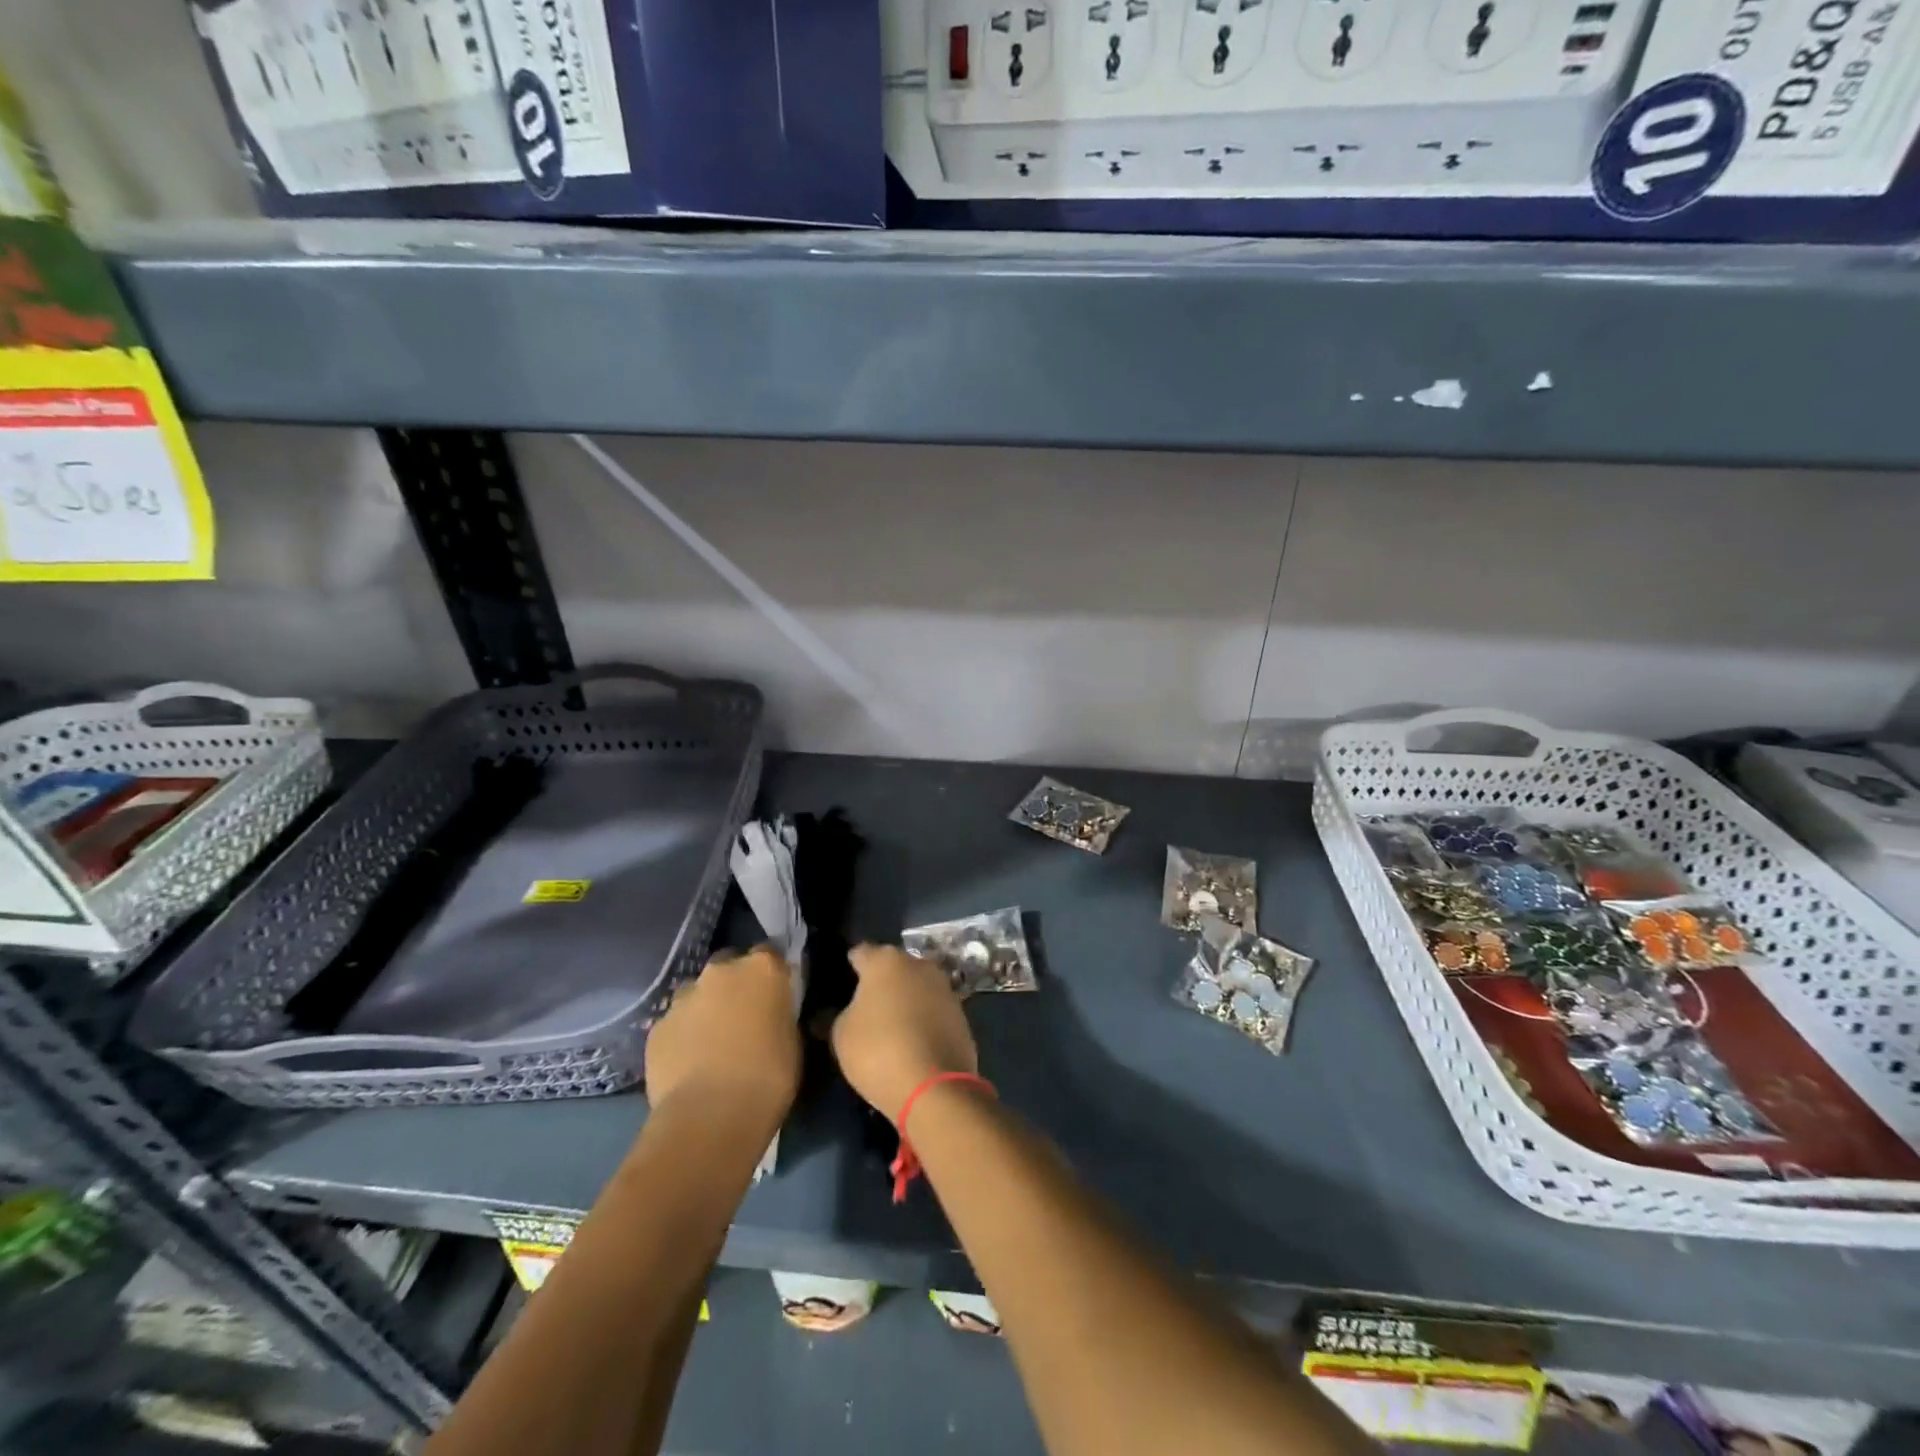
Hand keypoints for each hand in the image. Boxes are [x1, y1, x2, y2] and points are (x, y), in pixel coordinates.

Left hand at [645, 947, 799, 1122]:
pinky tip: (690, 1064)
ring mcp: (683, 998)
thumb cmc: (769, 1076)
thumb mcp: (792, 1039)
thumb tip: (772, 1014)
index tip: (777, 992)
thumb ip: (780, 1014)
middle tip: (744, 1016)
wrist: (710, 1117)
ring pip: (697, 993)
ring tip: (713, 1043)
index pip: (770, 952)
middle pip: (729, 965)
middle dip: (735, 984)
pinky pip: (675, 1024)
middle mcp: (720, 972)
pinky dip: (683, 1036)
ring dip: (706, 1008)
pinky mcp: (657, 1028)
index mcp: (762, 969)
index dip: (772, 972)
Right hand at [830, 943, 977, 1119]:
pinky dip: (922, 1018)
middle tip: (865, 1005)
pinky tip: (912, 1040)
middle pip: (892, 967)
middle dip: (880, 982)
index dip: (849, 966)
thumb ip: (836, 1016)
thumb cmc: (878, 1051)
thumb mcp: (841, 1035)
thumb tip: (831, 1013)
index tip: (841, 982)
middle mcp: (918, 964)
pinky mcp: (961, 1013)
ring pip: (916, 986)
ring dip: (904, 999)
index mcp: (885, 961)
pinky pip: (933, 1009)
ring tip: (889, 1024)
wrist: (934, 1086)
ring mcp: (944, 987)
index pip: (860, 953)